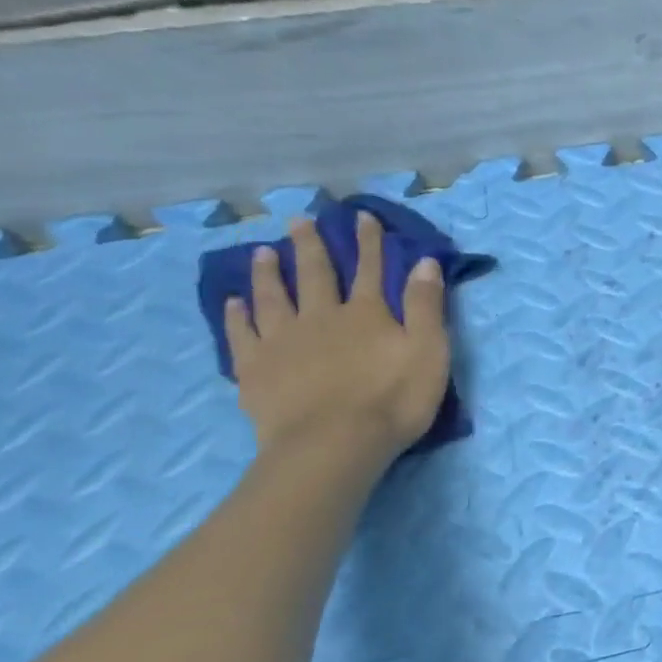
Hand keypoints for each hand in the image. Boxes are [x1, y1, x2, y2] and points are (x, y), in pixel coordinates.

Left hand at [224, 212, 449, 463]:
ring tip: (262, 252)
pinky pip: (242, 334)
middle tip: (300, 220)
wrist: (333, 445)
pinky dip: (237, 315)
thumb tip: (425, 262)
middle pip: (316, 274)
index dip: (369, 242)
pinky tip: (232, 303)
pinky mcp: (255, 369)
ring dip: (269, 272)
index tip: (361, 216)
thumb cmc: (393, 400)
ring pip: (273, 296)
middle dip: (312, 245)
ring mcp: (283, 341)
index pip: (371, 269)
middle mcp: (322, 316)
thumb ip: (426, 306)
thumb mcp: (429, 351)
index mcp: (367, 313)